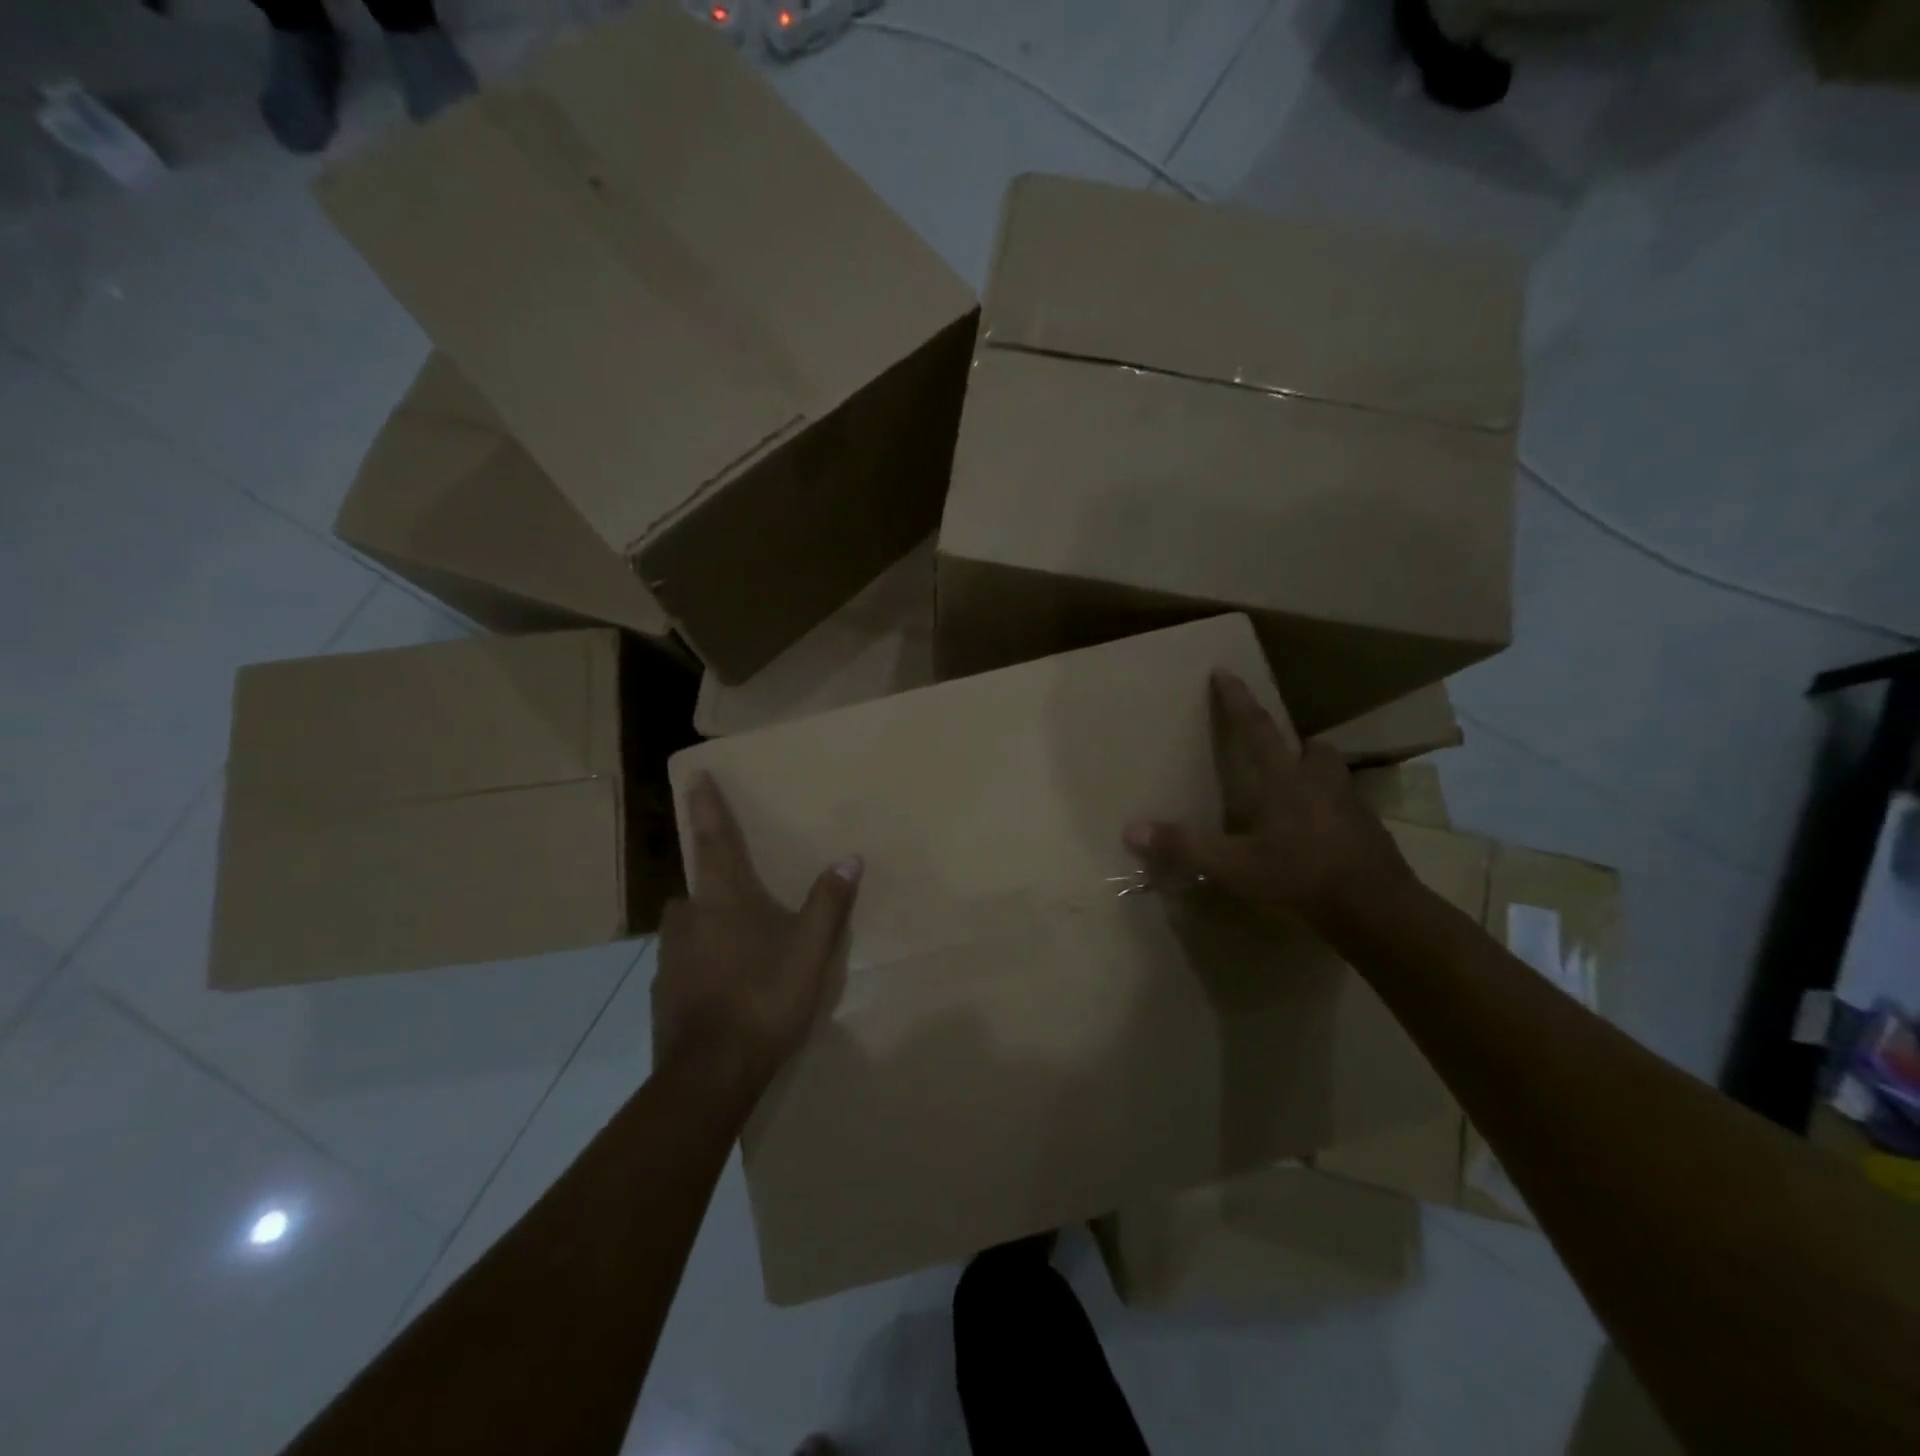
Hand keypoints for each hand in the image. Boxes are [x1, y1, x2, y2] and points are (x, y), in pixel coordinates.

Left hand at [654, 773, 861, 1093]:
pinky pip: (682, 966)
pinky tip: (722, 990)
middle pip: (695, 889)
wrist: (711, 1074)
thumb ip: (828, 903)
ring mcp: (669, 960)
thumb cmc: (764, 998)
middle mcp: (687, 921)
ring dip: (706, 928)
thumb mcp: (810, 950)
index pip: (714, 841)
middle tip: (741, 899)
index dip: (706, 807)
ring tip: (738, 949)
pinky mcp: (662, 996)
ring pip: (686, 929)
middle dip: (712, 886)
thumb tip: (849, 858)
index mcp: (722, 900)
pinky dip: (700, 966)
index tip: (694, 776)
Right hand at [1123, 670, 1413, 927]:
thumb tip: (1131, 829)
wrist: (1376, 908)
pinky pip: (1347, 808)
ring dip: (1316, 774)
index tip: (1224, 671)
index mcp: (1285, 779)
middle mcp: (1321, 782)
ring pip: (1334, 774)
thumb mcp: (1235, 865)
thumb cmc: (1301, 875)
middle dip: (1295, 744)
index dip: (1238, 699)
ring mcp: (1351, 806)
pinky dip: (1331, 812)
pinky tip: (1318, 837)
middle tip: (1279, 754)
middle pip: (1311, 747)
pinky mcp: (1370, 832)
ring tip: (1297, 795)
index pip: (1257, 727)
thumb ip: (1185, 845)